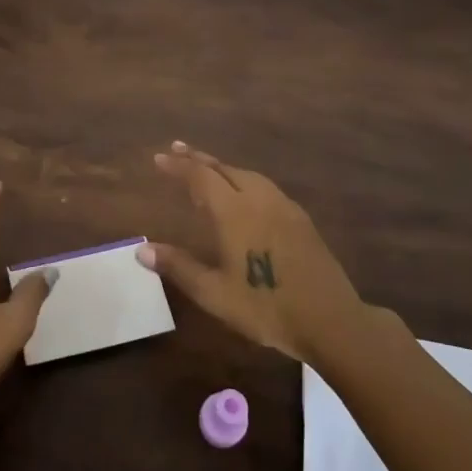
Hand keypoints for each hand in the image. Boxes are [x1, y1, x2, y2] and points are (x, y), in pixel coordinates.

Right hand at [138, 142, 363, 363]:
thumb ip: (178, 267)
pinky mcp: (300, 220)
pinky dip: (244, 180)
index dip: (179, 166)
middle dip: (198, 159)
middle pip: (224, 169)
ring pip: (248, 175)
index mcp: (234, 212)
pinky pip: (265, 187)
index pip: (200, 177)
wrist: (330, 320)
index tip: (160, 157)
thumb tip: (142, 250)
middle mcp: (258, 199)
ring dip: (223, 168)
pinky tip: (245, 194)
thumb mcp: (214, 293)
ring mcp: (283, 207)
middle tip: (178, 150)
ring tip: (207, 169)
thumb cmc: (265, 307)